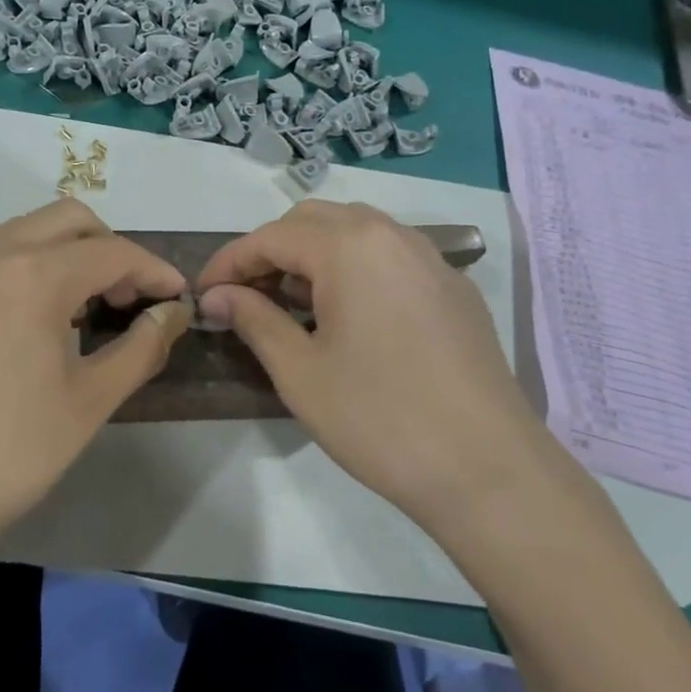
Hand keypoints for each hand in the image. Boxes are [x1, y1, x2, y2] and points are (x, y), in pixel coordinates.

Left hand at [0, 199, 190, 543]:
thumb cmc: (15, 452)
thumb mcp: (92, 400)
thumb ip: (143, 346)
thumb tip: (172, 313)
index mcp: (33, 277)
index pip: (111, 252)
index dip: (153, 270)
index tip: (176, 296)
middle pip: (63, 220)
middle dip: (106, 246)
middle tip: (124, 295)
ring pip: (16, 235)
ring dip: (60, 255)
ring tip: (77, 309)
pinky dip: (15, 279)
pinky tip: (17, 333)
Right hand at [196, 201, 558, 527]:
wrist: (487, 469)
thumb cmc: (379, 418)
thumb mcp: (300, 372)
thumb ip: (254, 319)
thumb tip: (218, 296)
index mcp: (351, 246)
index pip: (272, 237)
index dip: (230, 263)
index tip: (203, 295)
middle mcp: (394, 236)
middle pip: (315, 222)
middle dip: (271, 252)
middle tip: (245, 298)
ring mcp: (432, 260)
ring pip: (357, 234)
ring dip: (314, 257)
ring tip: (291, 306)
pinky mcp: (455, 290)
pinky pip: (391, 258)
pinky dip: (355, 270)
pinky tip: (348, 318)